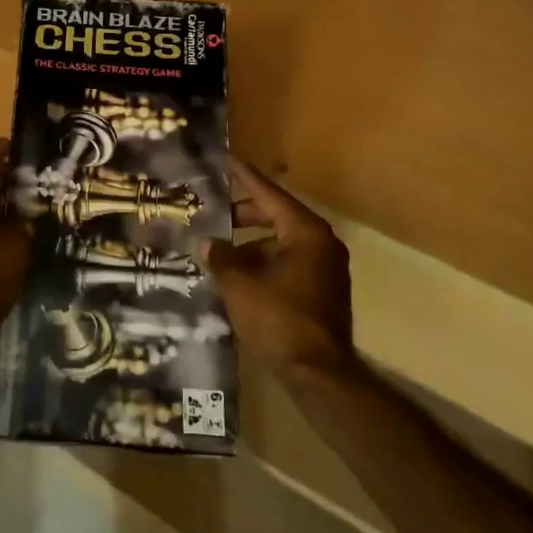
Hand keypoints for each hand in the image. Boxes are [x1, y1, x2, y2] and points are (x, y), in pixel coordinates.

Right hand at [205, 159, 356, 375]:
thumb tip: (207, 243)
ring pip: (283, 241)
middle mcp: (321, 243)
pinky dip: (265, 259)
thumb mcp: (239, 283)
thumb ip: (221, 257)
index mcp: (305, 232)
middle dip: (245, 213)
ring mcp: (326, 268)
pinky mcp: (323, 290)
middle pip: (278, 215)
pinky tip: (239, 271)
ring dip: (253, 240)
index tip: (227, 160)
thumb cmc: (278, 318)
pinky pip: (289, 261)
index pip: (269, 194)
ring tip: (221, 244)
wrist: (317, 373)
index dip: (244, 177)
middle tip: (215, 209)